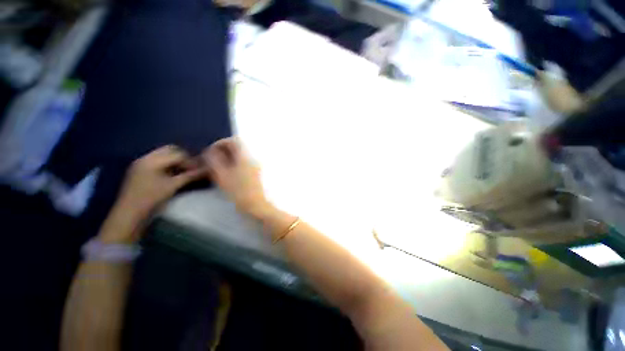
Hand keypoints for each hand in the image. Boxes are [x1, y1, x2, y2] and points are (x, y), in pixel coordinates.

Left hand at [99, 146, 202, 242]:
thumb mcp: (173, 186)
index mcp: (152, 160)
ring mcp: (141, 164)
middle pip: (170, 150)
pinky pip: (158, 161)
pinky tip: (173, 175)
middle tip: (192, 169)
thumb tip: (207, 170)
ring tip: (184, 172)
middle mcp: (146, 158)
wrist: (129, 214)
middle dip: (184, 158)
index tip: (199, 170)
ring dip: (176, 161)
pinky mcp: (140, 170)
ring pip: (164, 155)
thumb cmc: (151, 199)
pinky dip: (168, 165)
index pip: (178, 154)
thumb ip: (190, 176)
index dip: (191, 161)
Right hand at [202, 138, 272, 217]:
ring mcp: (256, 166)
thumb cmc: (238, 190)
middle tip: (212, 159)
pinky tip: (227, 173)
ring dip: (228, 158)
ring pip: (240, 156)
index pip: (235, 140)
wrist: (255, 204)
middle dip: (224, 150)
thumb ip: (214, 160)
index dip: (221, 143)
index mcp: (245, 156)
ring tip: (217, 167)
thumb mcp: (222, 175)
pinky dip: (234, 164)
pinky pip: (244, 163)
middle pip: (238, 148)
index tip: (211, 151)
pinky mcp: (256, 173)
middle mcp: (253, 158)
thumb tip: (210, 151)